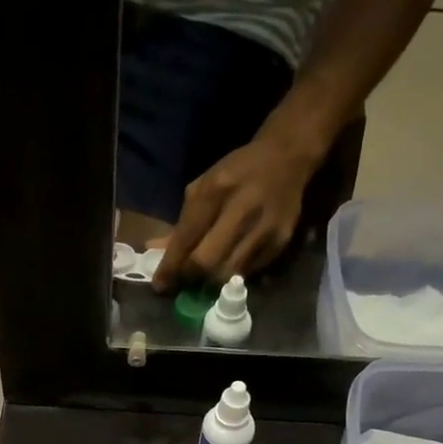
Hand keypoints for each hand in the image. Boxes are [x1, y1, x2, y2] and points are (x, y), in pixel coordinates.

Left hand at [151, 134, 317, 291]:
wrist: (286, 159)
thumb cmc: (236, 173)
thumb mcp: (203, 187)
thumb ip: (181, 222)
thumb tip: (156, 252)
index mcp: (217, 189)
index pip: (187, 238)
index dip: (171, 267)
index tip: (160, 284)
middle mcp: (243, 209)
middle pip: (208, 262)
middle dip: (190, 277)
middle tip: (182, 282)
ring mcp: (265, 228)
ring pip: (228, 273)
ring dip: (210, 282)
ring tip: (202, 279)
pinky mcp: (280, 242)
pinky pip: (248, 272)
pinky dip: (232, 275)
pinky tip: (227, 267)